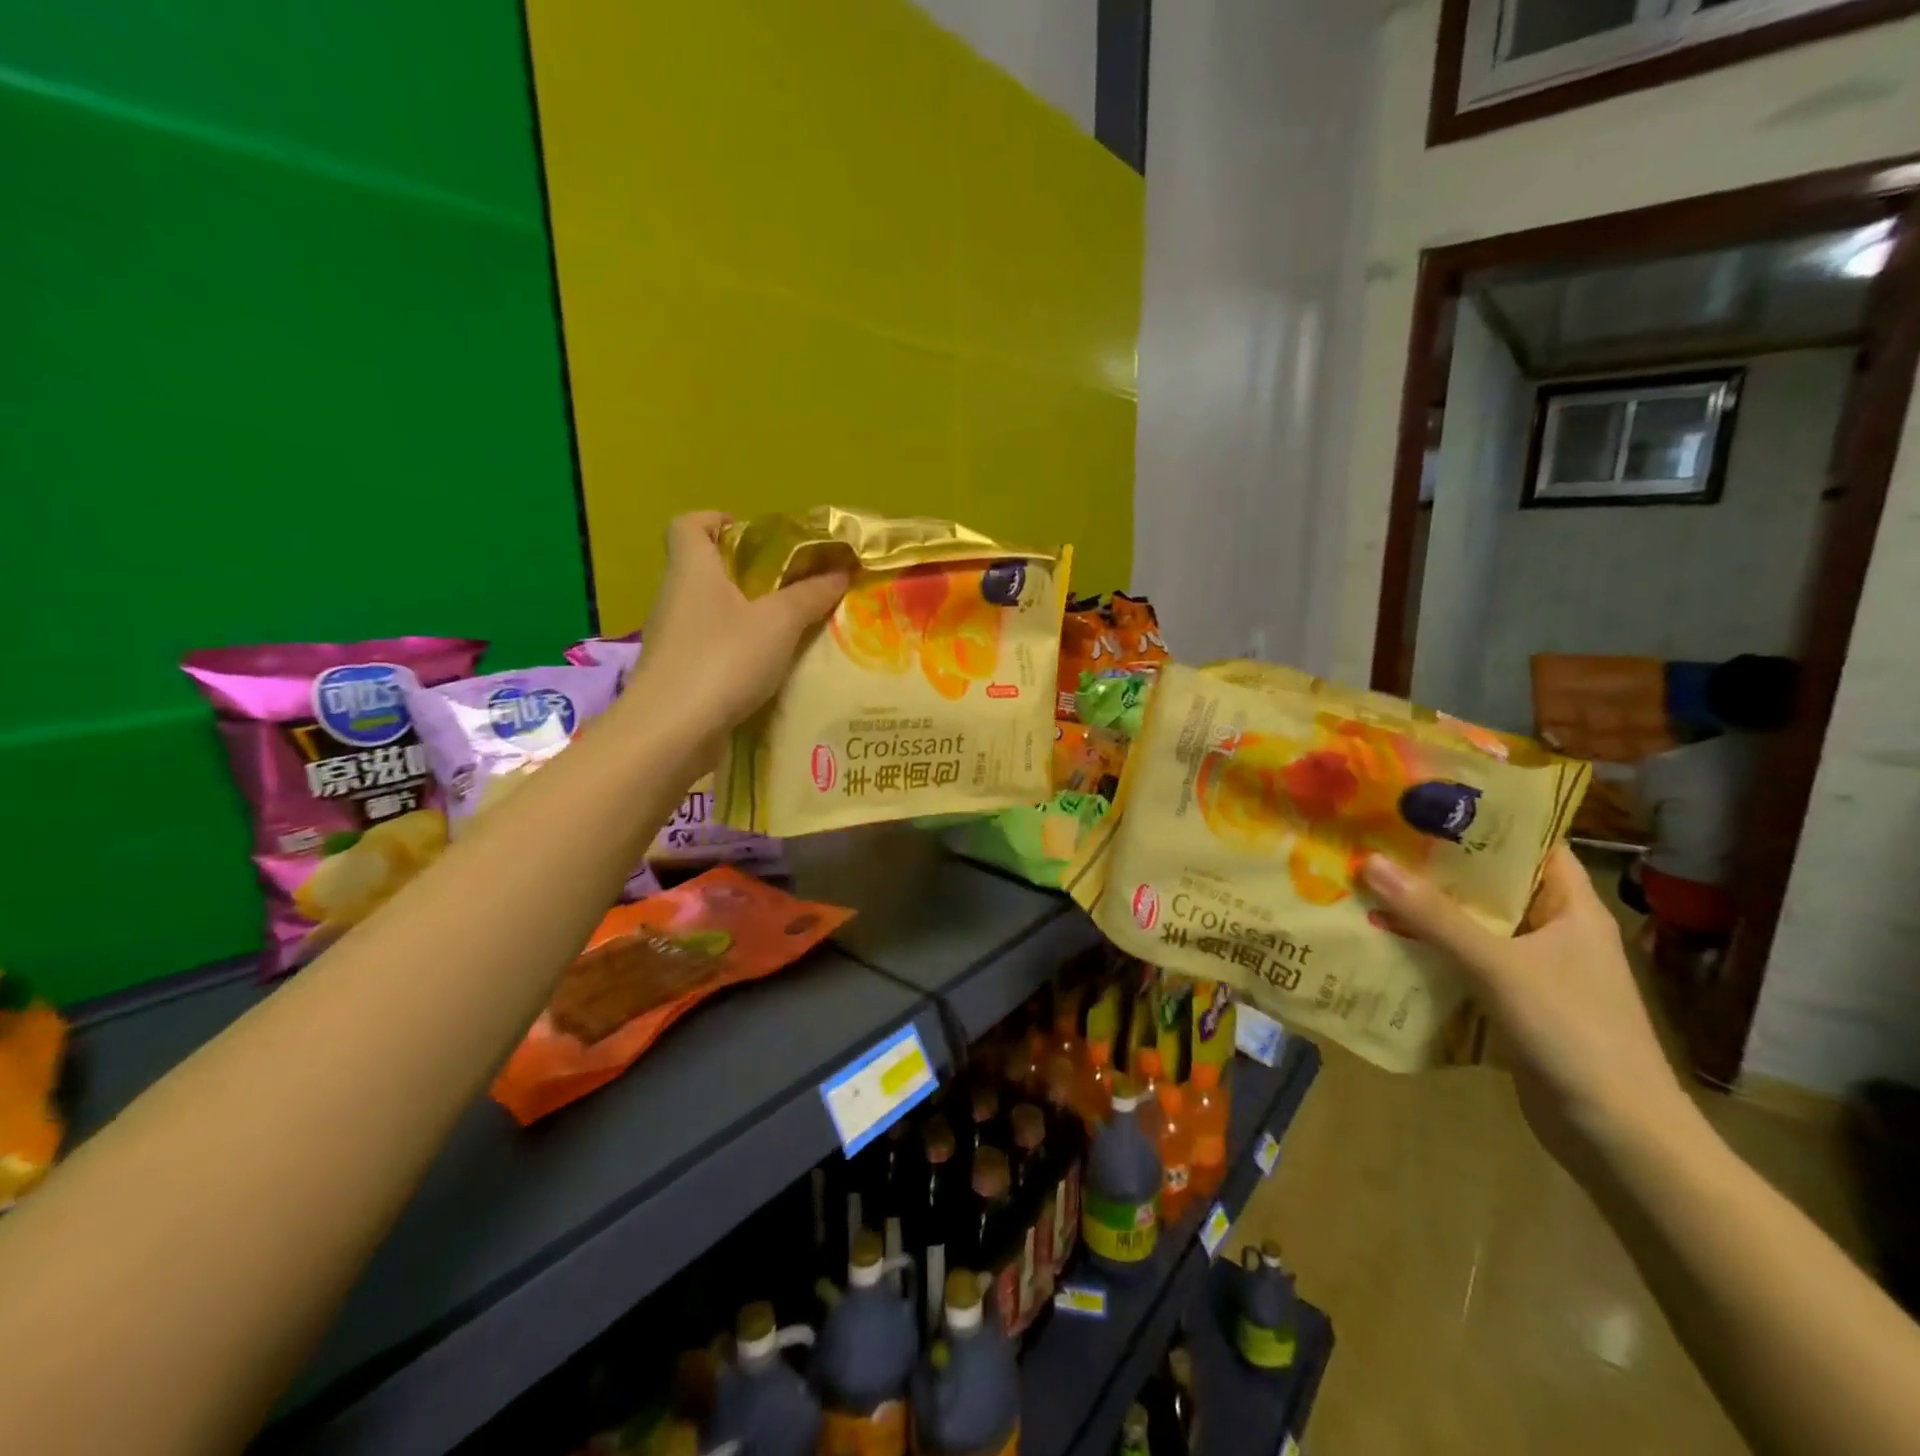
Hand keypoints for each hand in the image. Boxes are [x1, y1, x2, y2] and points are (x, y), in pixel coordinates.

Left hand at [629, 511, 847, 736]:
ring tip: (790, 627)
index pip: (690, 524)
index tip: (757, 537)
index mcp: (692, 568)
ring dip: (747, 615)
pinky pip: (712, 647)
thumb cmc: (723, 659)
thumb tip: (841, 572)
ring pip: (711, 611)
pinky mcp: (677, 674)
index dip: (719, 520)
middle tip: (791, 585)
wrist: (671, 731)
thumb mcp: (779, 623)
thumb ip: (810, 595)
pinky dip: (738, 650)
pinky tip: (769, 667)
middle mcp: (675, 597)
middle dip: (748, 573)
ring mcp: (673, 638)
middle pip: (706, 569)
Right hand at [1359, 846, 1690, 1174]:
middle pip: (1491, 884)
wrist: (1619, 1136)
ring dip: (1426, 910)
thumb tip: (1369, 862)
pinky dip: (1430, 950)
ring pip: (1473, 925)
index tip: (1423, 801)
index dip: (1483, 819)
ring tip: (1368, 882)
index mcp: (1571, 909)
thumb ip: (1433, 916)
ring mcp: (1535, 970)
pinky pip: (1466, 963)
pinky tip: (1385, 941)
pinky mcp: (1515, 1004)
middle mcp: (1554, 931)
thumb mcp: (1498, 965)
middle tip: (1376, 839)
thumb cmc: (1573, 1032)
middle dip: (1436, 865)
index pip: (1530, 845)